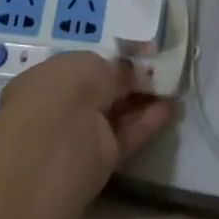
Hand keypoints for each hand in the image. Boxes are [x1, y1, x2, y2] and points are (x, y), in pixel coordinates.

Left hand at [0, 52, 175, 194]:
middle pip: (100, 92)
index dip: (107, 63)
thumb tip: (132, 74)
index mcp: (46, 80)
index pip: (81, 69)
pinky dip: (148, 122)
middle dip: (127, 82)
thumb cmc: (62, 93)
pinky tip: (171, 107)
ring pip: (115, 114)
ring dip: (142, 100)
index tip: (136, 56)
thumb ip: (114, 71)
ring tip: (172, 85)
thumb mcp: (91, 66)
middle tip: (160, 69)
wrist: (54, 154)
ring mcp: (79, 136)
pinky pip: (127, 135)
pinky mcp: (100, 162)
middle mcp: (60, 108)